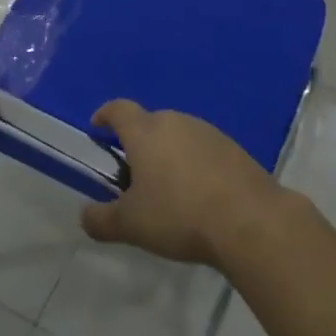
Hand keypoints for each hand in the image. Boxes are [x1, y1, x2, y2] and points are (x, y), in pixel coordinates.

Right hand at [80, 100, 291, 267]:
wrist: (249, 220)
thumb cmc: (179, 215)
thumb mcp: (130, 225)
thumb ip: (101, 220)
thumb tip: (85, 216)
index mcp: (145, 131)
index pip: (118, 109)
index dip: (105, 115)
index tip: (97, 127)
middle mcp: (176, 122)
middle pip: (150, 123)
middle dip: (138, 142)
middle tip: (132, 173)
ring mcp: (208, 132)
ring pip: (178, 136)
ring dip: (168, 153)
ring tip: (167, 187)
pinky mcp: (234, 149)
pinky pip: (203, 150)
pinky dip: (194, 165)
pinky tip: (198, 194)